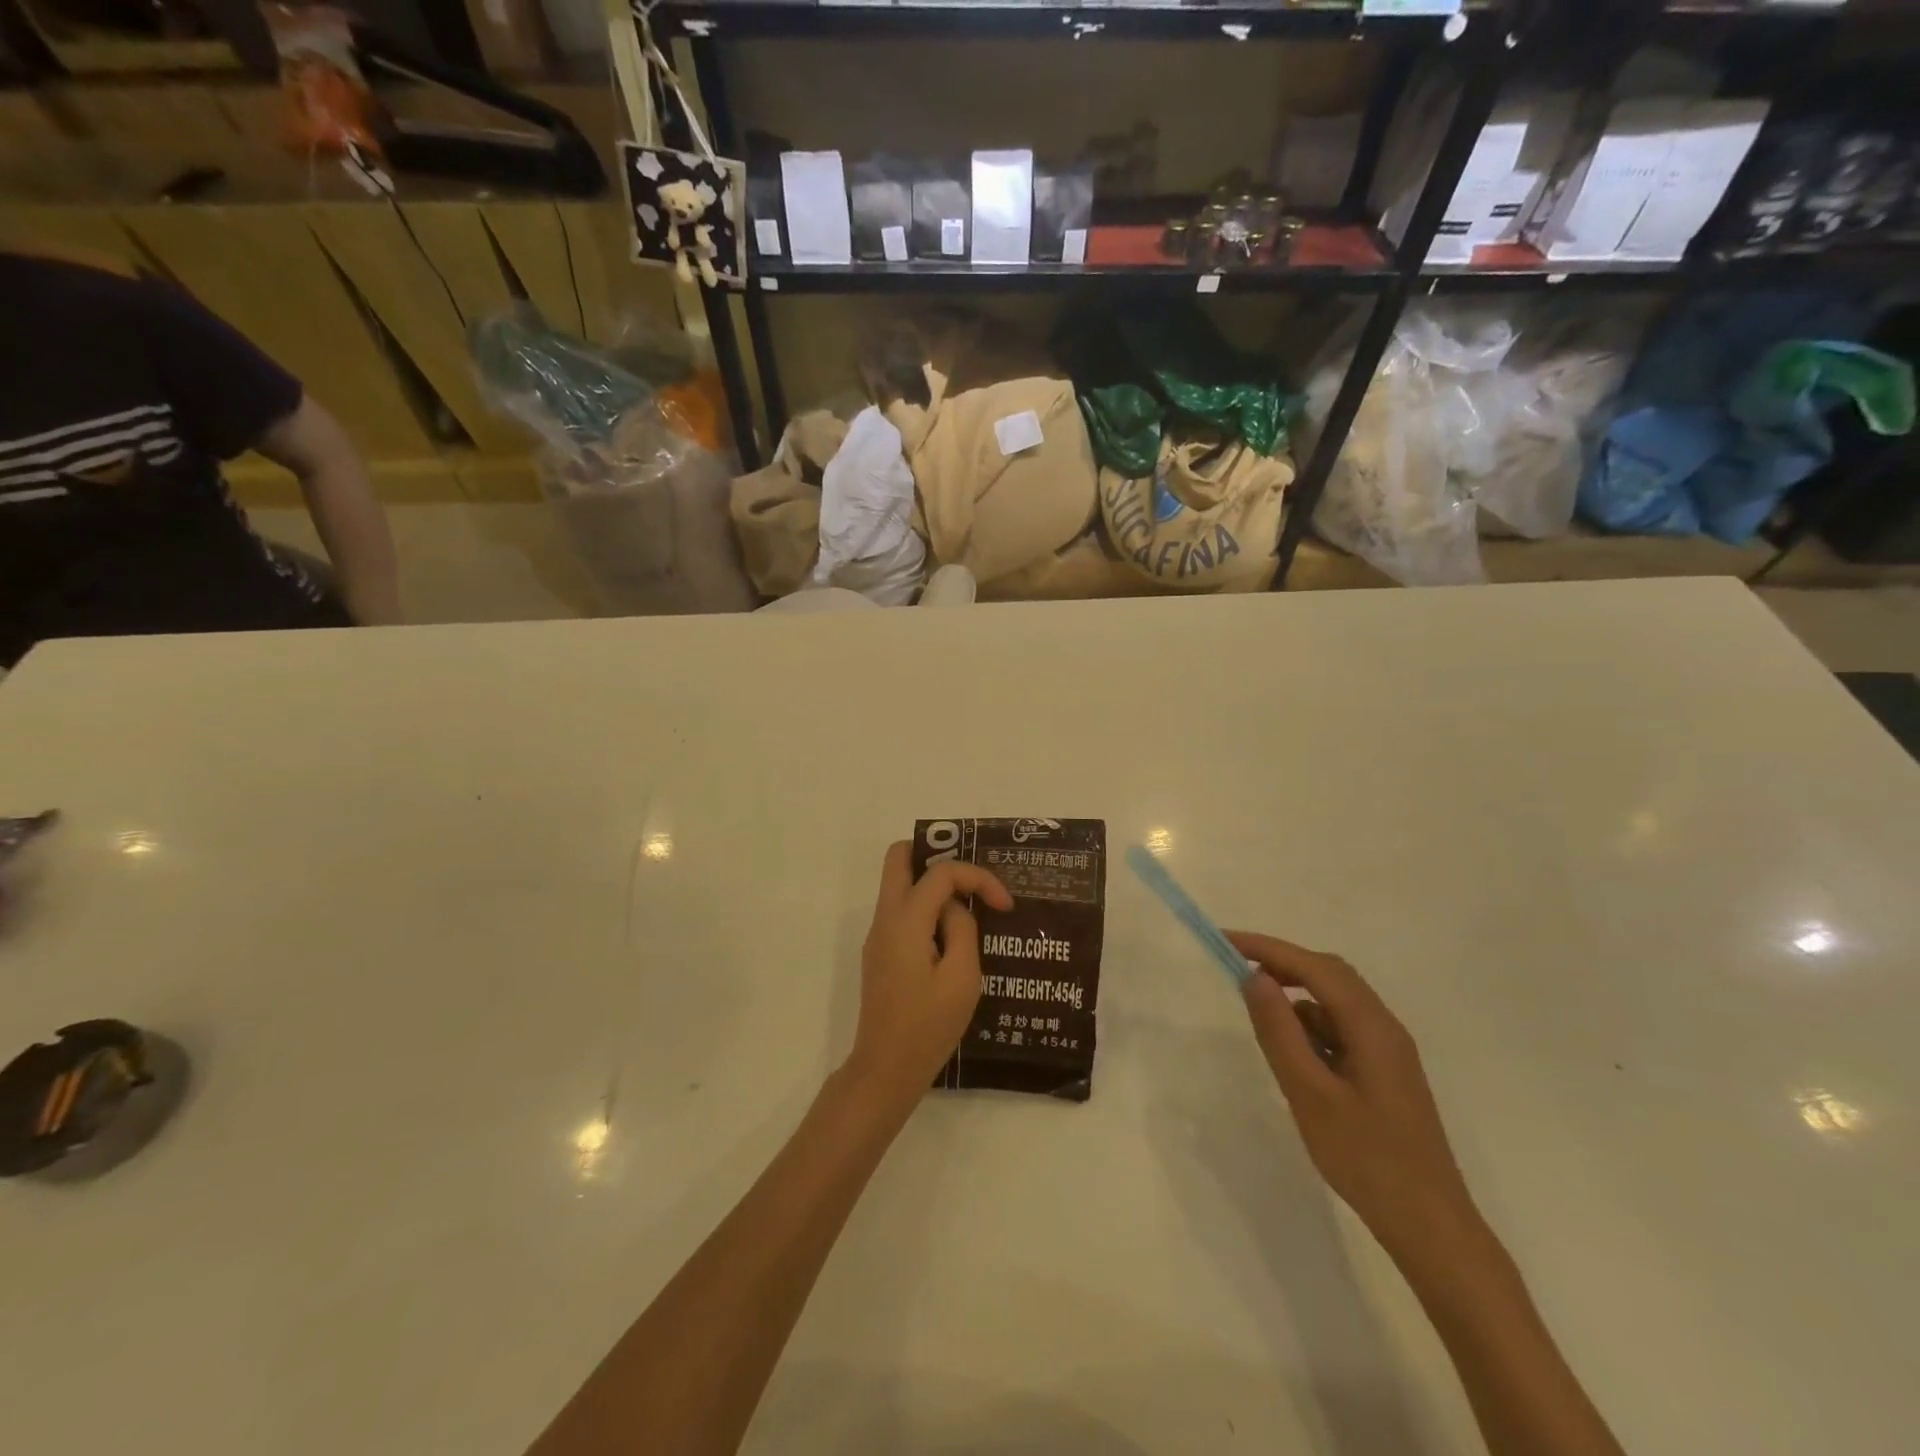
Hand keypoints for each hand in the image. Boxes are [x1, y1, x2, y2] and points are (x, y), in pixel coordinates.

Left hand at [844, 842, 1012, 1107]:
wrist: (885, 1069)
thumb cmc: (928, 1026)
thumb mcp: (962, 978)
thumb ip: (963, 930)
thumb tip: (955, 908)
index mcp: (905, 920)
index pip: (940, 872)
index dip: (977, 877)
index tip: (1004, 905)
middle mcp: (885, 918)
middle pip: (899, 857)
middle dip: (937, 856)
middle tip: (970, 882)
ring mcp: (878, 936)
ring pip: (899, 883)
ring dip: (933, 886)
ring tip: (970, 908)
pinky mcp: (880, 953)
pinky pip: (902, 911)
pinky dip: (926, 909)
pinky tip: (953, 936)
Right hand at [1229, 930, 1484, 1266]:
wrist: (1431, 1228)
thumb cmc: (1366, 1159)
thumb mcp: (1309, 1093)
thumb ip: (1279, 1032)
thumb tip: (1254, 978)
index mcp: (1371, 1026)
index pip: (1314, 967)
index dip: (1267, 948)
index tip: (1225, 941)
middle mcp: (1384, 1028)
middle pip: (1330, 974)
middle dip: (1282, 964)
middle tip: (1237, 969)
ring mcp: (1388, 1052)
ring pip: (1336, 1002)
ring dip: (1297, 996)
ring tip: (1260, 1015)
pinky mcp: (1385, 1074)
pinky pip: (1342, 1030)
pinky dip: (1311, 1026)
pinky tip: (1294, 1053)